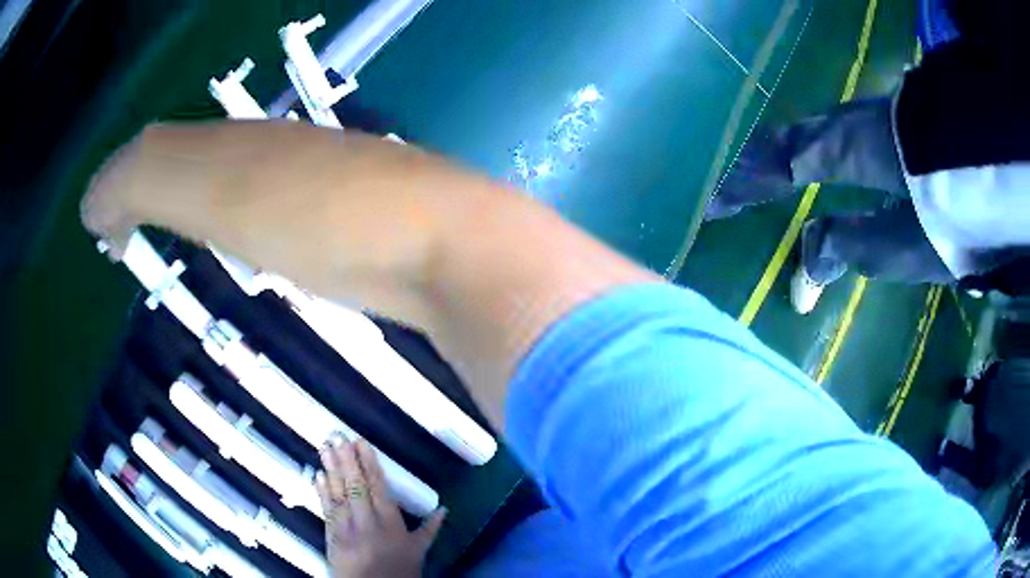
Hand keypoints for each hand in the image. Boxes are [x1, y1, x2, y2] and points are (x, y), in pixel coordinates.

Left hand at [316, 439, 445, 577]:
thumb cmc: (400, 571)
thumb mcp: (419, 552)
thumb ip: (430, 529)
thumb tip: (444, 508)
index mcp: (391, 524)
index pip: (378, 488)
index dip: (368, 463)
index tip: (360, 442)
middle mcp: (368, 523)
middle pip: (355, 487)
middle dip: (346, 460)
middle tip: (337, 436)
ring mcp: (346, 529)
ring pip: (338, 494)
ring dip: (331, 470)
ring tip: (325, 447)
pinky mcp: (331, 537)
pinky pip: (326, 510)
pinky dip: (322, 492)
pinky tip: (318, 475)